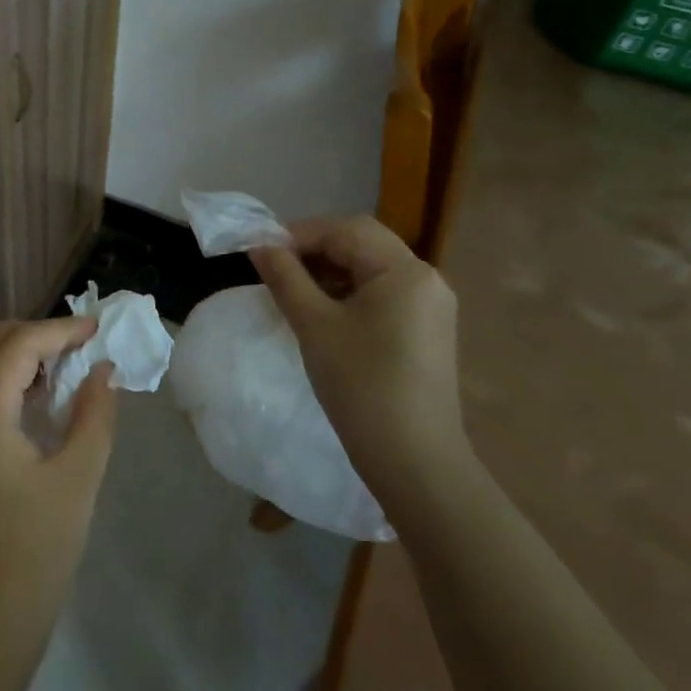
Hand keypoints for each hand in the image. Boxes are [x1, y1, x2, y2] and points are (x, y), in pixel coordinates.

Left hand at [0, 318, 117, 646]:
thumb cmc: (33, 554)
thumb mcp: (77, 480)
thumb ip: (94, 416)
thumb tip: (102, 371)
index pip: (18, 345)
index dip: (60, 330)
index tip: (99, 329)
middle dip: (31, 333)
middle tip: (76, 345)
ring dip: (14, 355)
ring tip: (62, 370)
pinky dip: (1, 381)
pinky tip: (37, 404)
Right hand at [250, 215, 467, 506]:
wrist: (414, 460)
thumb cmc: (361, 385)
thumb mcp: (314, 325)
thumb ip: (285, 277)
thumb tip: (259, 246)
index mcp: (405, 271)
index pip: (347, 229)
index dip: (300, 233)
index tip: (261, 251)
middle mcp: (425, 279)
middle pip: (362, 243)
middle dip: (315, 249)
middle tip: (274, 267)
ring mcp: (430, 306)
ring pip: (371, 269)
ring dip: (330, 271)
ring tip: (292, 290)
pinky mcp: (426, 330)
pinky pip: (382, 294)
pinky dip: (349, 293)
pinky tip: (322, 313)